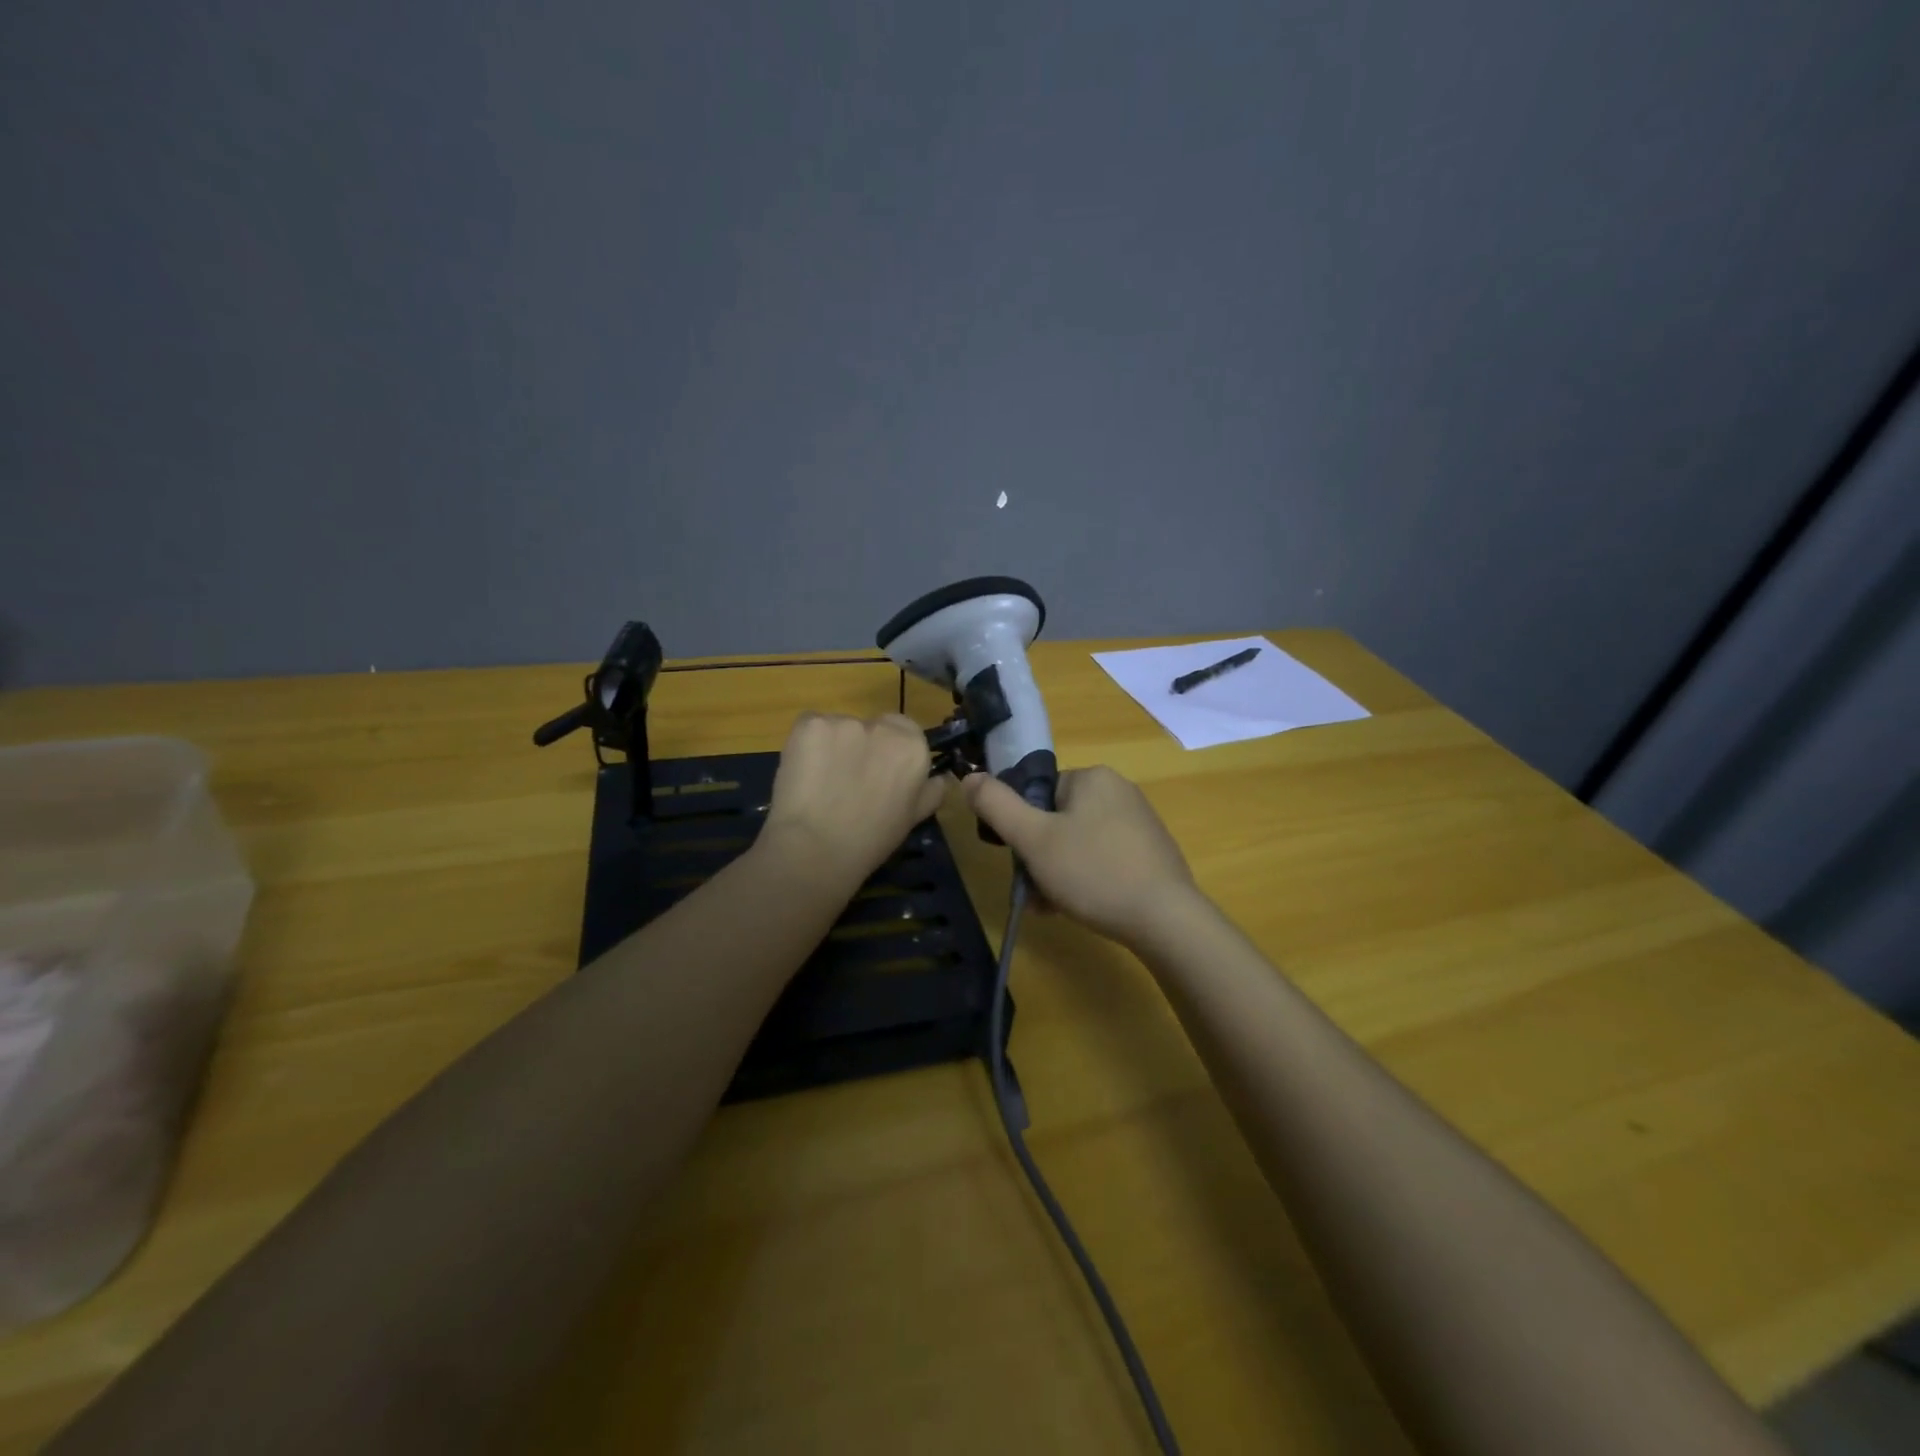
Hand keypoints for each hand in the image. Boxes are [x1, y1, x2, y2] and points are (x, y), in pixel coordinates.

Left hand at [760, 713, 947, 890]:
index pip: (905, 729)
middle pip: (871, 726)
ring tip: (820, 783)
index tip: (879, 773)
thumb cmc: (870, 841)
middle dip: (862, 746)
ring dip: (832, 747)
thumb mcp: (913, 819)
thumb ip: (930, 791)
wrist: (815, 849)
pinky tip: (801, 774)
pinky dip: (806, 746)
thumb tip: (939, 778)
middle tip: (848, 781)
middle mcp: (882, 727)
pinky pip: (809, 728)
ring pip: (838, 728)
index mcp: (913, 747)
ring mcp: (843, 722)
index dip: (890, 750)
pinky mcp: (809, 724)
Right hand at [962, 765, 1198, 946]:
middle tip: (1035, 893)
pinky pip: (1103, 858)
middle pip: (1057, 821)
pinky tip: (1080, 907)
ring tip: (1053, 907)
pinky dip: (1085, 879)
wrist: (1166, 920)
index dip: (1022, 828)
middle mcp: (1119, 791)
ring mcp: (1138, 822)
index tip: (1019, 862)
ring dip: (1057, 873)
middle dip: (1039, 857)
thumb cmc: (1094, 872)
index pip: (1038, 794)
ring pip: (1077, 844)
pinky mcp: (1150, 852)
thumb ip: (996, 806)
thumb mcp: (1034, 839)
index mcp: (1093, 777)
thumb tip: (969, 777)